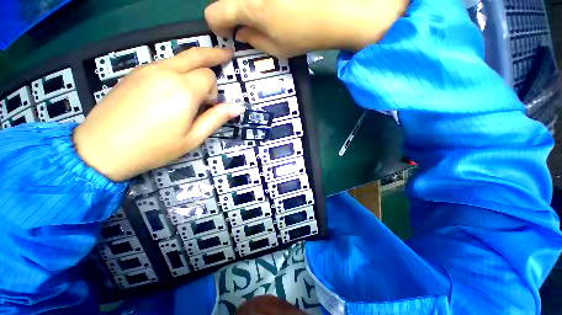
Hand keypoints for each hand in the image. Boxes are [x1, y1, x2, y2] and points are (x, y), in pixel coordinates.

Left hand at [73, 48, 244, 181]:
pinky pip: (163, 64)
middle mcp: (165, 72)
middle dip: (214, 55)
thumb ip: (216, 118)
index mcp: (182, 90)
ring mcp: (146, 70)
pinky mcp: (134, 73)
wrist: (101, 149)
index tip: (209, 107)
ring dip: (194, 66)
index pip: (209, 77)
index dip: (214, 92)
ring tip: (197, 83)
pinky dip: (176, 70)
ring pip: (179, 58)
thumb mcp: (193, 138)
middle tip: (227, 55)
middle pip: (195, 54)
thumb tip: (238, 107)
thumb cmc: (154, 148)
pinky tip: (174, 88)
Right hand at [205, 0, 408, 57]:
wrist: (333, 13)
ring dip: (248, 8)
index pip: (214, 12)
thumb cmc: (302, 35)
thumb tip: (240, 33)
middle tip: (246, 28)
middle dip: (232, 16)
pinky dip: (260, 4)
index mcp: (248, 6)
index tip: (228, 33)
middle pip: (229, 1)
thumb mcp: (275, 49)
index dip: (217, 26)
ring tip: (264, 19)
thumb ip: (252, 40)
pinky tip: (273, 9)